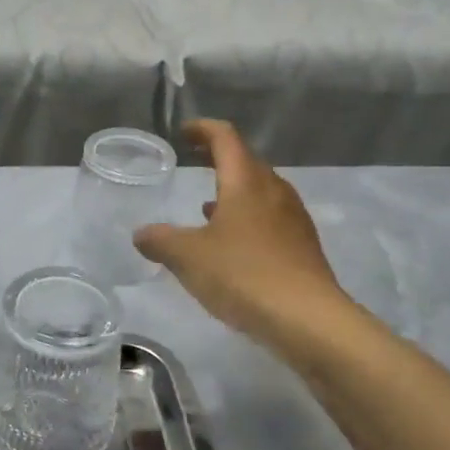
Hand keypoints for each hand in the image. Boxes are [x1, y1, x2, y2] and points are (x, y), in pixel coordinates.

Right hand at [136, 119, 346, 340]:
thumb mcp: (187, 257)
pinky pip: (270, 219)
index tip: (184, 132)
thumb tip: (142, 234)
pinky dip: (247, 218)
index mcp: (246, 182)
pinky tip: (232, 244)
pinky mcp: (302, 247)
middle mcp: (274, 191)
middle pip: (247, 162)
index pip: (226, 139)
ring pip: (260, 192)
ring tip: (207, 206)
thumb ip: (160, 240)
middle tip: (194, 162)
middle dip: (219, 158)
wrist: (307, 319)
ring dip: (234, 191)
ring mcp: (293, 219)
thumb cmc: (243, 275)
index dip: (203, 130)